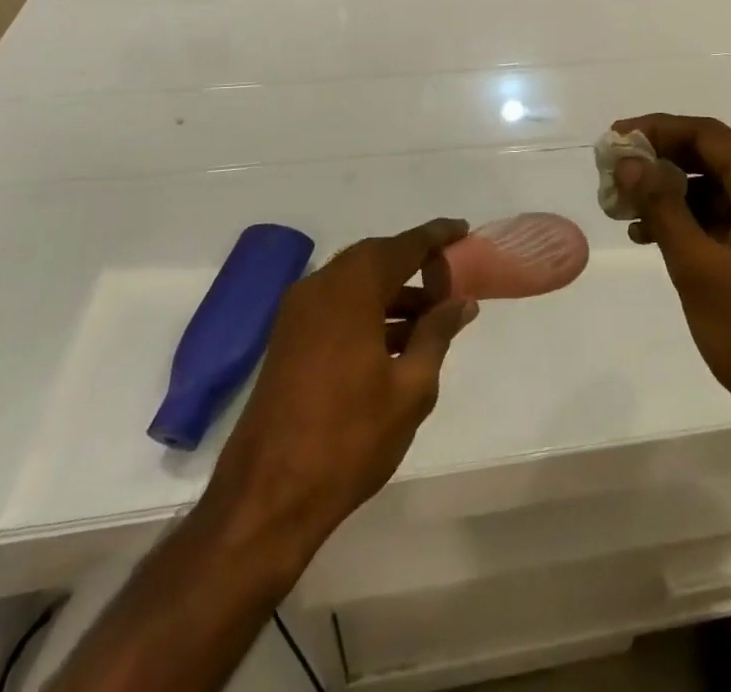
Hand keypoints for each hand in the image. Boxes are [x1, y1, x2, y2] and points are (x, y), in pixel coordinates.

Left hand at [201, 220, 478, 565]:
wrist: (266, 499)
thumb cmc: (348, 439)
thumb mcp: (411, 388)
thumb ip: (437, 334)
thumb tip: (461, 302)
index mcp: (351, 289)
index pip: (404, 246)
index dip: (437, 236)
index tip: (464, 230)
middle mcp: (320, 288)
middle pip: (376, 258)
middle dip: (415, 263)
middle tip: (451, 275)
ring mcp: (298, 314)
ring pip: (356, 284)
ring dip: (393, 291)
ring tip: (433, 314)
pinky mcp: (288, 340)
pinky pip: (338, 306)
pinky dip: (369, 311)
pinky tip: (398, 341)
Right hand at [612, 115, 730, 442]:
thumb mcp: (699, 270)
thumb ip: (663, 208)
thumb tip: (630, 161)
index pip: (709, 136)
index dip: (659, 129)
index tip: (616, 140)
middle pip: (717, 159)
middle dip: (664, 162)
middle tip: (617, 174)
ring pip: (724, 192)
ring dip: (677, 194)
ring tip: (628, 210)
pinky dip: (697, 222)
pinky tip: (661, 239)